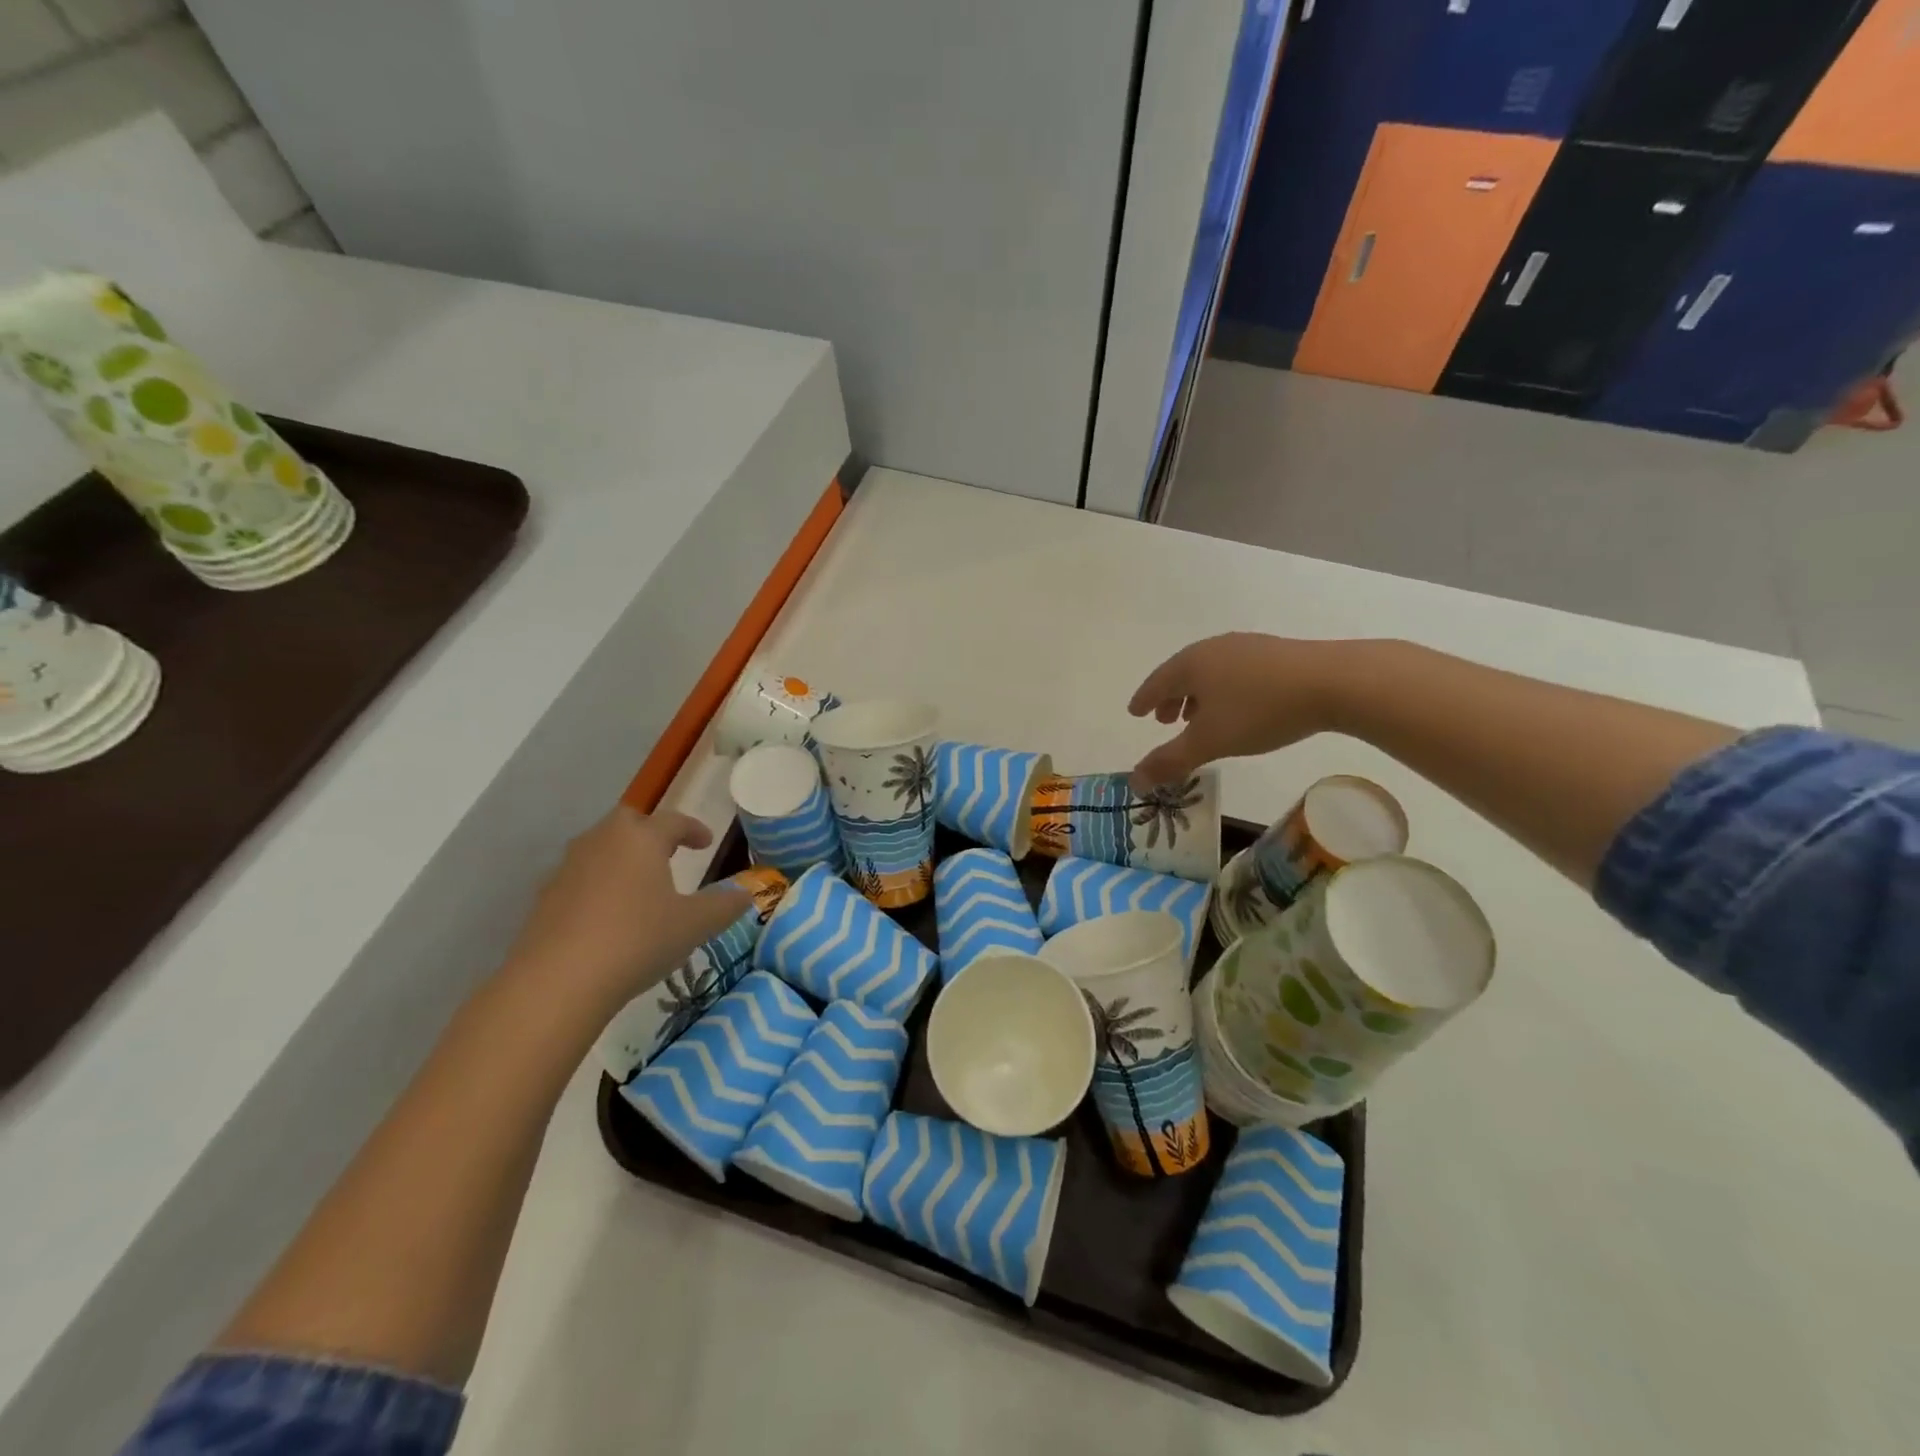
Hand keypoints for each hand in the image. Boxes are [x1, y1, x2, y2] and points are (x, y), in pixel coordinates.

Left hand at [506, 808, 751, 1010]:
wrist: (557, 982)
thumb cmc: (638, 939)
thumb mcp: (695, 925)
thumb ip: (724, 906)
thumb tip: (745, 894)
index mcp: (641, 838)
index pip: (673, 821)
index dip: (693, 829)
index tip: (706, 842)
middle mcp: (601, 842)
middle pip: (628, 823)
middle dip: (650, 833)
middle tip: (668, 854)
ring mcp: (567, 868)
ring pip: (600, 849)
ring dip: (622, 859)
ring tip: (640, 887)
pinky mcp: (544, 899)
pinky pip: (579, 879)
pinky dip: (598, 887)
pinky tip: (608, 917)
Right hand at [1128, 634, 1344, 788]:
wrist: (1334, 682)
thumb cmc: (1259, 710)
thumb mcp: (1209, 741)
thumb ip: (1170, 761)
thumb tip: (1135, 780)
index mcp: (1191, 663)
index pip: (1157, 682)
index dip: (1144, 700)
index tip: (1135, 712)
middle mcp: (1214, 649)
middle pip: (1183, 673)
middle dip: (1171, 698)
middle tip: (1165, 720)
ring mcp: (1248, 647)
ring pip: (1211, 672)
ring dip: (1198, 695)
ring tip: (1198, 717)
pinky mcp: (1277, 654)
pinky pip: (1235, 672)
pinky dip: (1224, 690)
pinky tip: (1238, 706)